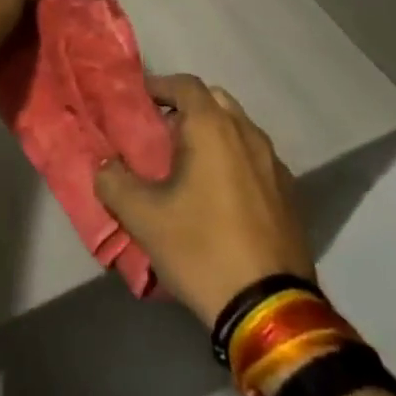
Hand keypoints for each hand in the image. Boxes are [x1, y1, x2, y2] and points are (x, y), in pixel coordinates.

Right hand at [95, 74, 314, 328]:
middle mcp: (248, 135)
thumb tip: (105, 166)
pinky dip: (235, 160)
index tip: (139, 102)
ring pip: (239, 130)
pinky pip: (256, 159)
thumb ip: (114, 182)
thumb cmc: (201, 249)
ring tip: (189, 164)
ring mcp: (274, 165)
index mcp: (213, 128)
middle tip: (162, 131)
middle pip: (215, 101)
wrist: (270, 310)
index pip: (185, 84)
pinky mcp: (290, 196)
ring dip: (214, 135)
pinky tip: (220, 195)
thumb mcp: (143, 218)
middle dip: (188, 108)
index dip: (160, 86)